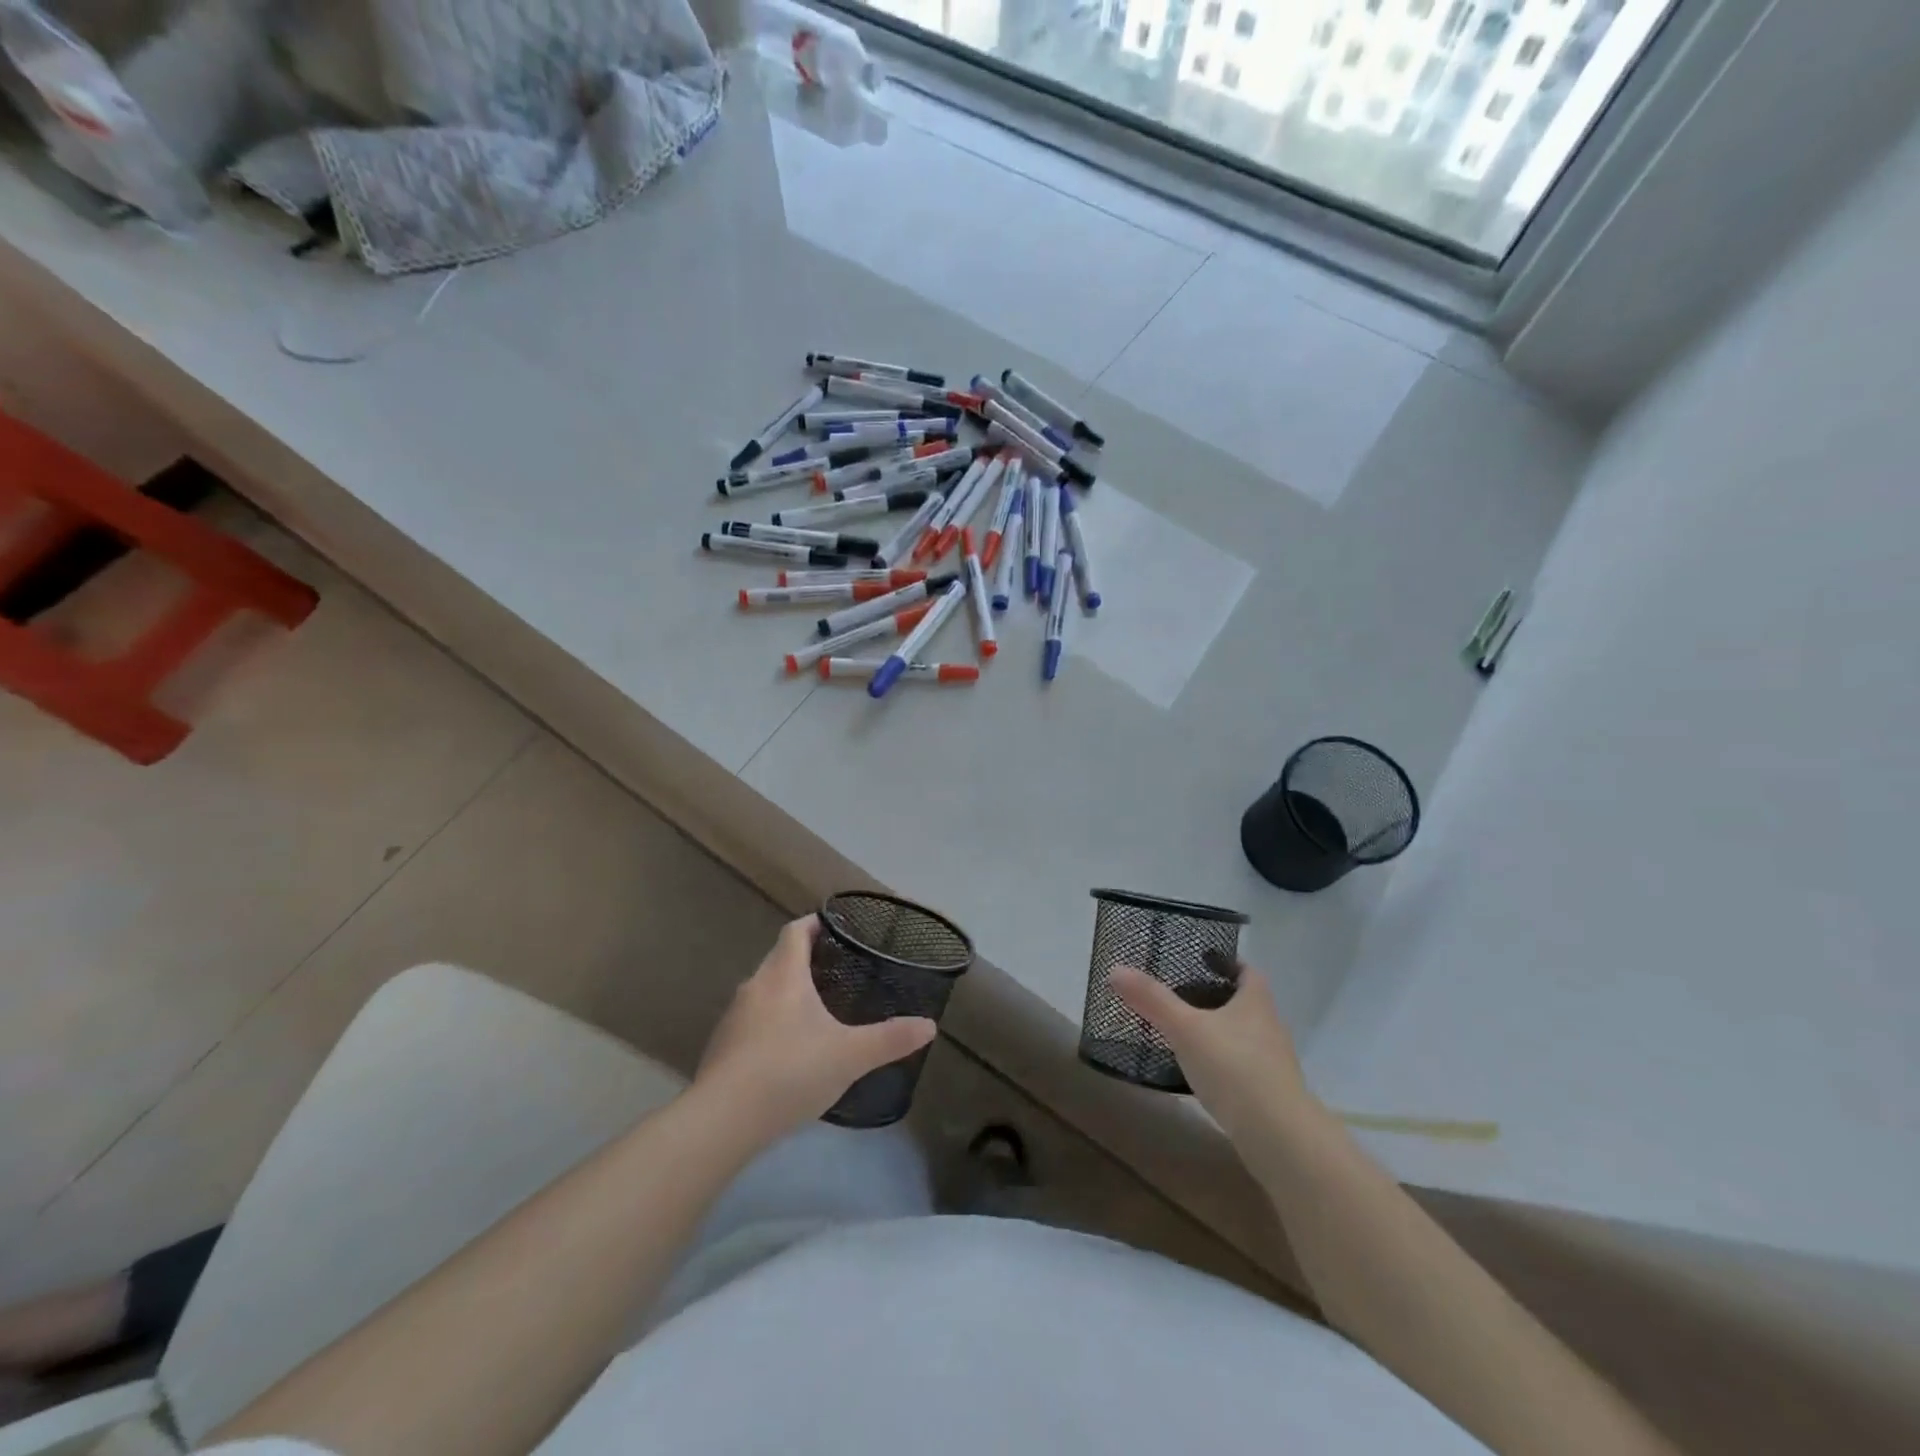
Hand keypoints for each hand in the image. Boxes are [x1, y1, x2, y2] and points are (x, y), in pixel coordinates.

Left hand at [696, 916, 936, 1137]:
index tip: (834, 927)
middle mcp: (754, 987)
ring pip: (763, 991)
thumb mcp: (850, 1056)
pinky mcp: (720, 1048)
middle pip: (778, 959)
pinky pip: (750, 1021)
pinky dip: (770, 1023)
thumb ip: (890, 1039)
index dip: (814, 924)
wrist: (722, 1120)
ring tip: (815, 1010)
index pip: (795, 931)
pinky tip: (786, 1050)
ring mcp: (732, 1018)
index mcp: (783, 975)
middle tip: (835, 970)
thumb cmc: (790, 1071)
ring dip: (785, 993)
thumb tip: (929, 1025)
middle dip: (803, 959)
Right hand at [1110, 957, 1312, 1143]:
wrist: (1279, 1138)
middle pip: (1242, 1002)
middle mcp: (1269, 1026)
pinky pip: (1240, 1066)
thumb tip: (1116, 969)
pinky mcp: (1268, 1093)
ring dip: (1216, 1032)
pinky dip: (1219, 1063)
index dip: (1225, 963)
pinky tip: (1196, 1072)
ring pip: (1240, 1035)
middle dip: (1214, 997)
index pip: (1246, 971)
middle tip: (1177, 996)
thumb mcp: (1186, 1028)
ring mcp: (1271, 1062)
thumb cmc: (1234, 1068)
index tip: (1198, 962)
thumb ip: (1152, 1000)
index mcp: (1255, 1001)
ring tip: (1180, 1032)